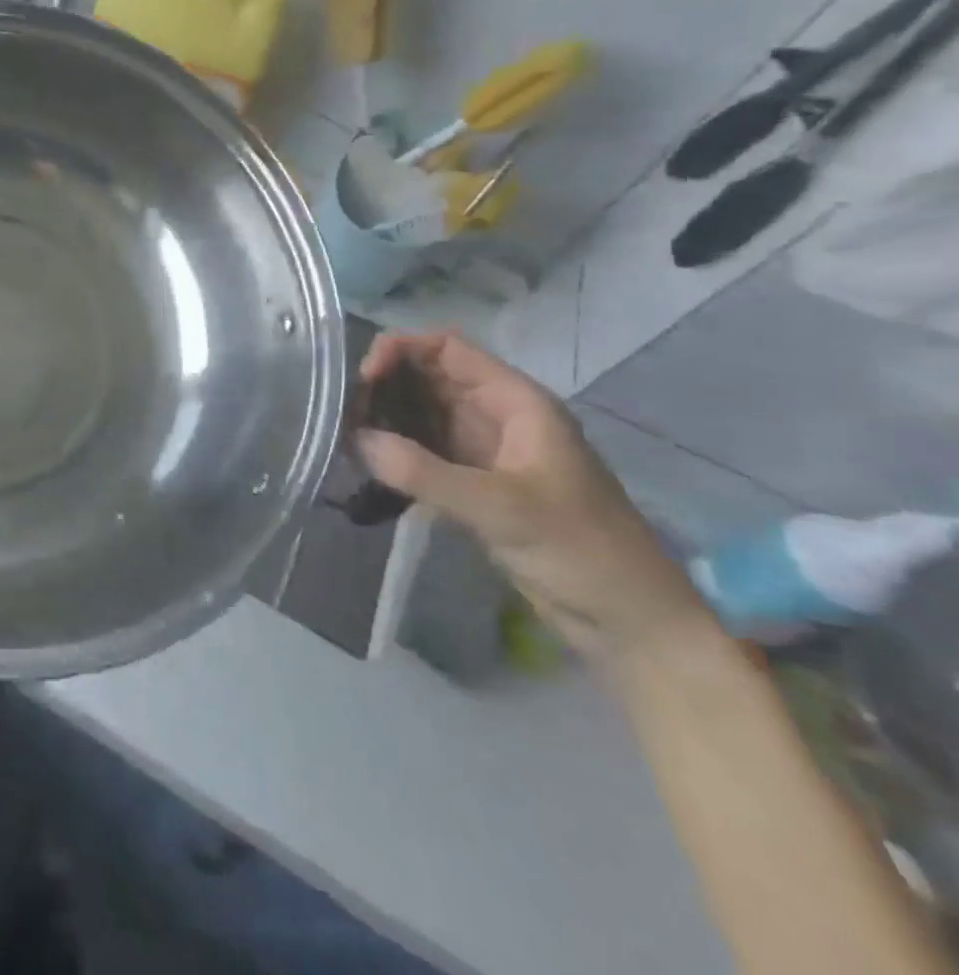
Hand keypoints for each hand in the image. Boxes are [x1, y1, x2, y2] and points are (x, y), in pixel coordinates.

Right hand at [356, 331, 712, 663]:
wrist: (630, 625)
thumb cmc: (581, 552)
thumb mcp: (502, 508)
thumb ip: (426, 473)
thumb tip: (357, 440)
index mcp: (516, 403)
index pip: (448, 349)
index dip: (402, 350)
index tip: (364, 378)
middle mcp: (496, 416)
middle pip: (428, 378)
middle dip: (385, 386)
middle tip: (345, 412)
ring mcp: (483, 451)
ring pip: (421, 415)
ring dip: (384, 419)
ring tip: (345, 436)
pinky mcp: (472, 484)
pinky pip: (422, 452)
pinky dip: (393, 452)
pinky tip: (364, 463)